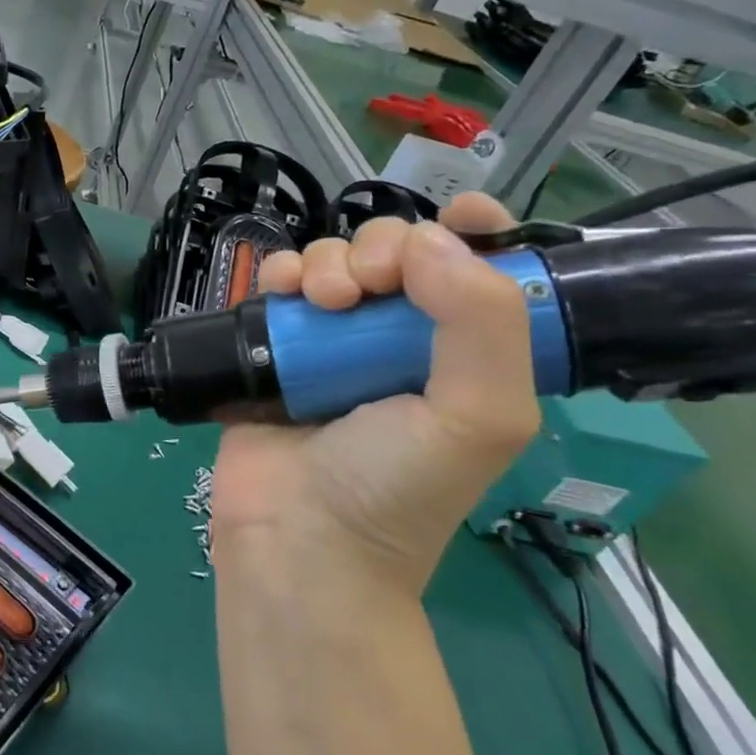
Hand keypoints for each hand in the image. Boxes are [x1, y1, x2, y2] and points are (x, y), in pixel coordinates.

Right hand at [213, 195, 541, 596]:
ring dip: (328, 262)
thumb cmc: (395, 487)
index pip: (481, 270)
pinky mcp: (274, 345)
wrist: (298, 538)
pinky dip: (282, 274)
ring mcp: (331, 341)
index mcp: (463, 353)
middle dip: (384, 250)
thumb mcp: (477, 416)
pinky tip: (283, 293)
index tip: (457, 215)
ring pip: (335, 260)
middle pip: (397, 251)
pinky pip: (281, 284)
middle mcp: (398, 339)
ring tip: (320, 303)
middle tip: (370, 288)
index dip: (474, 231)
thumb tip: (427, 239)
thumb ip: (481, 321)